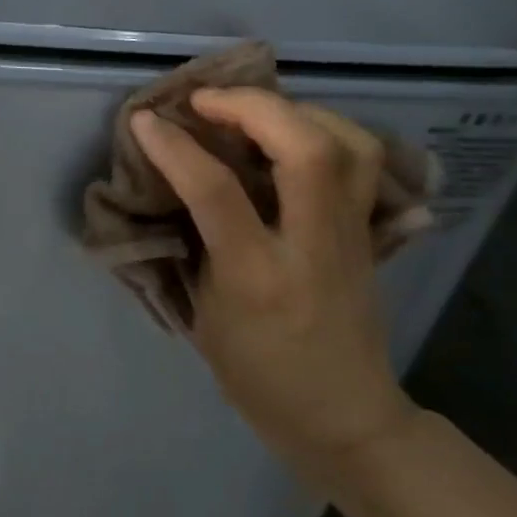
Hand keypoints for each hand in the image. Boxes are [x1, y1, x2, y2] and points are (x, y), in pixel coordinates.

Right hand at [131, 88, 417, 474]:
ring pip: (350, 145)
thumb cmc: (256, 374)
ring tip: (256, 109)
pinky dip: (329, 132)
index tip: (146, 120)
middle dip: (253, 107)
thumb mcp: (205, 316)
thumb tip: (178, 188)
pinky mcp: (371, 235)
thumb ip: (196, 246)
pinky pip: (363, 164)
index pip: (216, 191)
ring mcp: (352, 237)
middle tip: (207, 100)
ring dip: (299, 111)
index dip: (175, 147)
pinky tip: (296, 135)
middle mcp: (312, 247)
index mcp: (257, 276)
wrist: (343, 415)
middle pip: (307, 149)